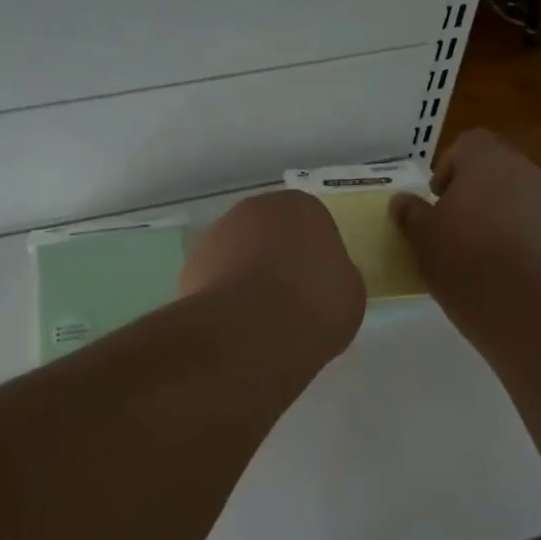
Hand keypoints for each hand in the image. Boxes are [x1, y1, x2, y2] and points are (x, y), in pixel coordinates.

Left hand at [181, 190, 365, 362]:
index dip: (315, 257)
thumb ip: (336, 276)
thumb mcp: (350, 295)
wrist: (249, 332)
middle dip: (277, 260)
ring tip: (259, 319)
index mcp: (302, 207)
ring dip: (246, 276)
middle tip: (289, 300)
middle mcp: (256, 208)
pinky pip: (216, 278)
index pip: (312, 225)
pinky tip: (234, 325)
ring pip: (239, 253)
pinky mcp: (190, 264)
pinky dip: (223, 296)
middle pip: (271, 233)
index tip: (317, 287)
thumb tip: (322, 279)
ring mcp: (218, 233)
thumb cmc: (313, 306)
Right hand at [389, 130, 540, 299]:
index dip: (449, 166)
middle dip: (473, 192)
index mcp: (486, 160)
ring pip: (516, 197)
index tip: (437, 197)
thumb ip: (411, 213)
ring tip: (476, 251)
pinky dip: (517, 238)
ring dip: (496, 215)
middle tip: (452, 225)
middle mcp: (523, 170)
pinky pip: (533, 225)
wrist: (526, 302)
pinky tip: (502, 269)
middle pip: (494, 169)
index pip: (468, 143)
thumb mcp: (422, 237)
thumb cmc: (464, 258)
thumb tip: (401, 201)